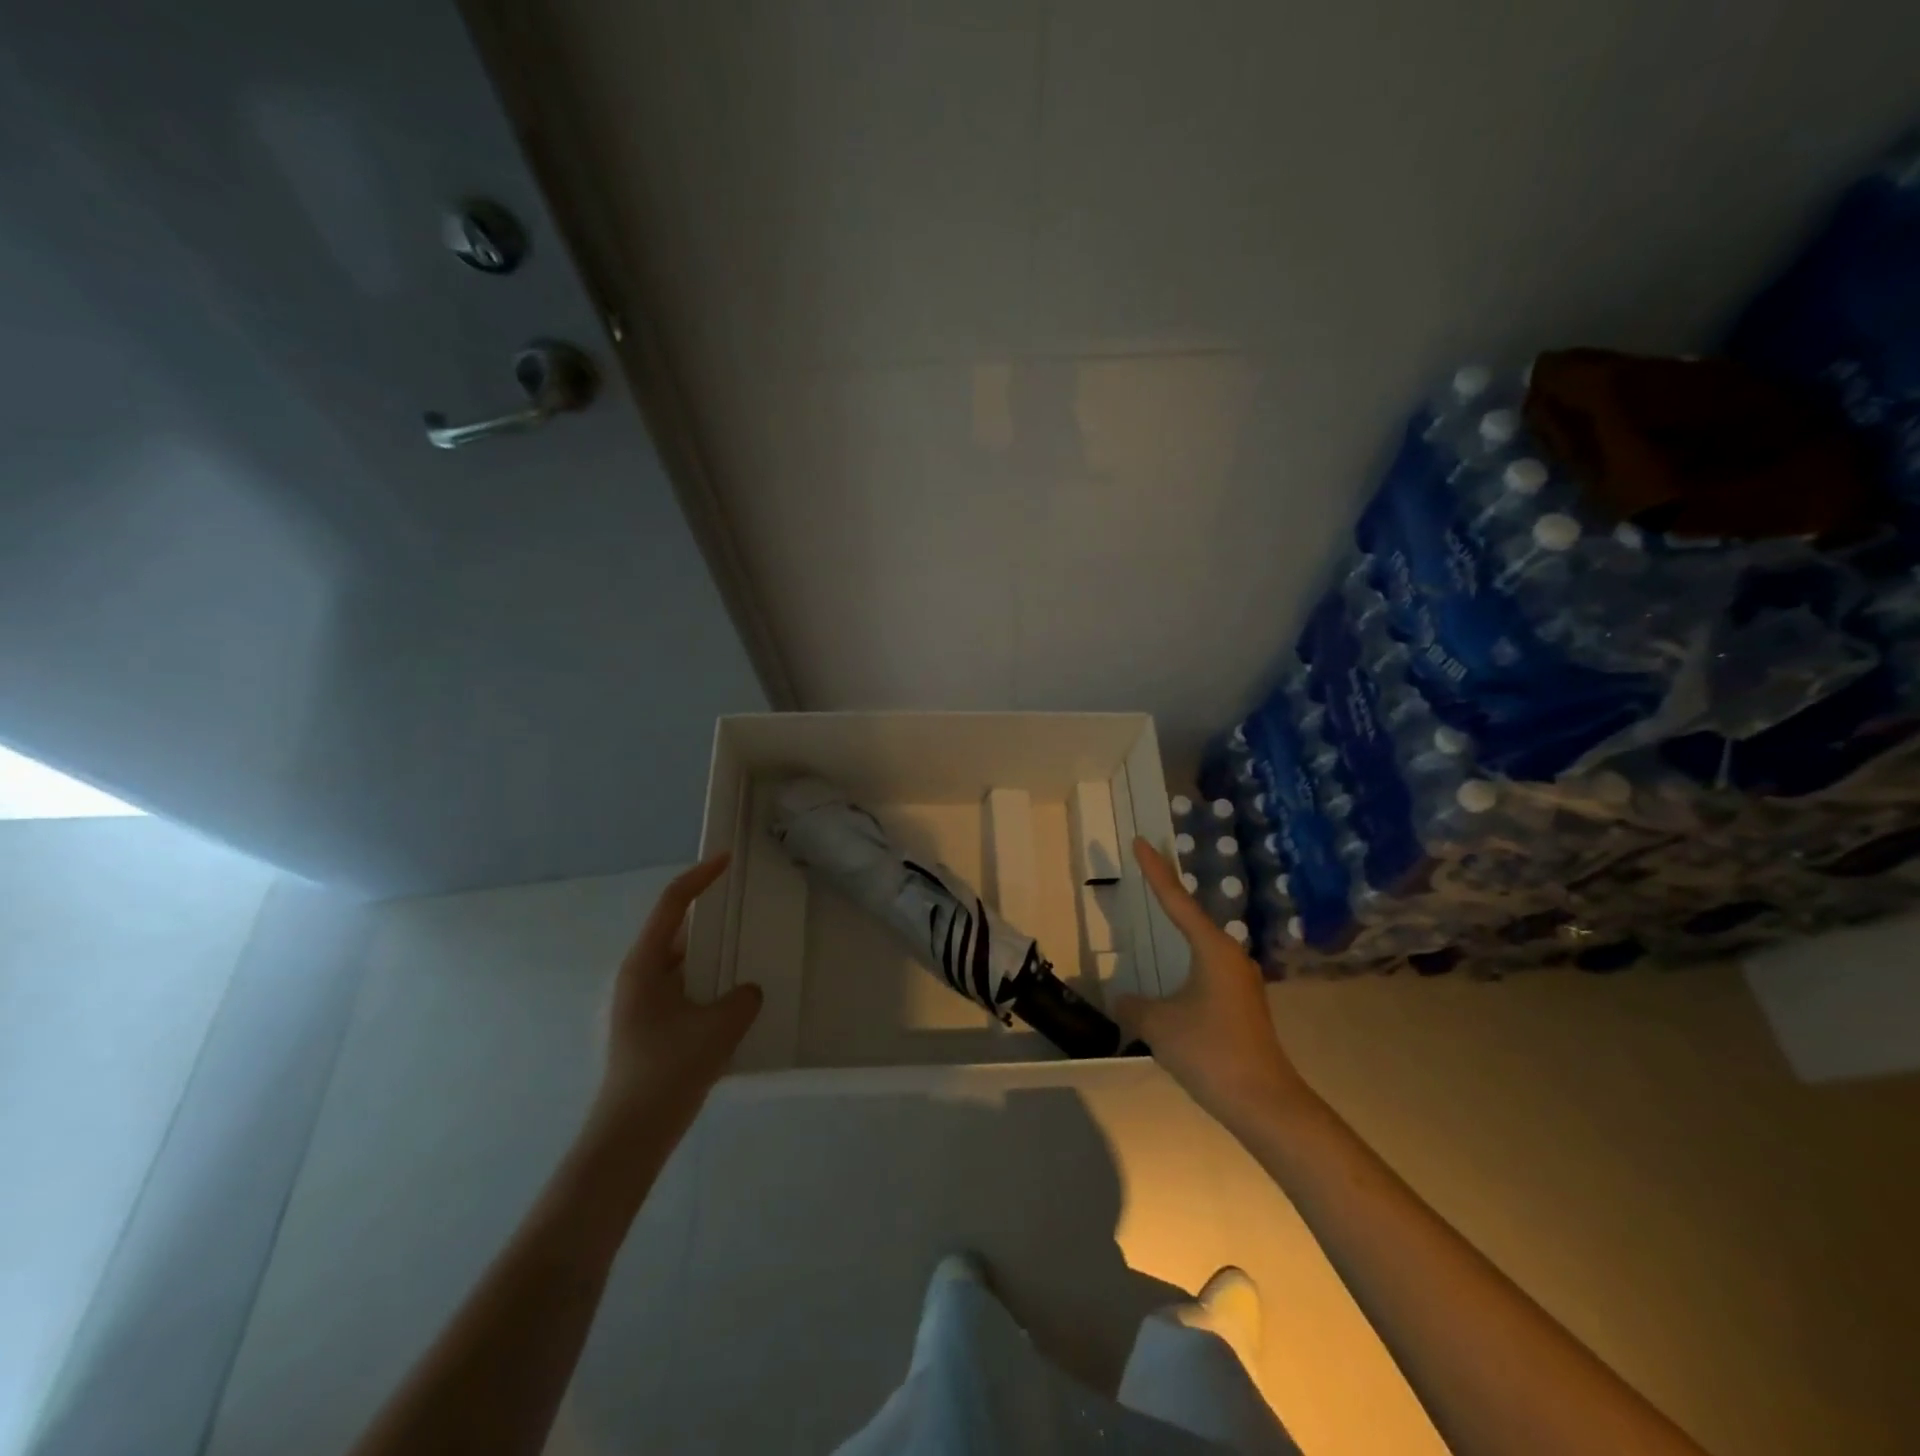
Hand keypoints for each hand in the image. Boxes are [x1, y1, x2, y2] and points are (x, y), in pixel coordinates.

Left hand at [596, 855, 761, 1128]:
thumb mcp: (719, 1028)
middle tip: (747, 904)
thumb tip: (747, 991)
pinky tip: (737, 995)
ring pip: (684, 962)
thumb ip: (743, 999)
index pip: (672, 904)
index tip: (727, 860)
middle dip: (712, 915)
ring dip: (714, 953)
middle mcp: (640, 977)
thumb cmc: (668, 1071)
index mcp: (645, 965)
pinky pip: (688, 988)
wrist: (631, 1136)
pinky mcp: (654, 1026)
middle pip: (678, 930)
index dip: (700, 877)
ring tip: (750, 946)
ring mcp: (644, 1003)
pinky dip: (711, 982)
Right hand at [1113, 838, 1312, 1130]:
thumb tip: (1124, 999)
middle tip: (1146, 872)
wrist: (1264, 1103)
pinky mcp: (1242, 1005)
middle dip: (1169, 896)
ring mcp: (1241, 982)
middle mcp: (1232, 956)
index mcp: (1213, 949)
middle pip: (1193, 917)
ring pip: (1201, 947)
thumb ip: (1134, 1006)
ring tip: (1156, 921)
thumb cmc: (1211, 1051)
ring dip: (1178, 934)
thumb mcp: (1159, 1025)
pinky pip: (1206, 970)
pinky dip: (1185, 963)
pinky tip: (1172, 977)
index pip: (1177, 900)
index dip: (1156, 871)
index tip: (1141, 842)